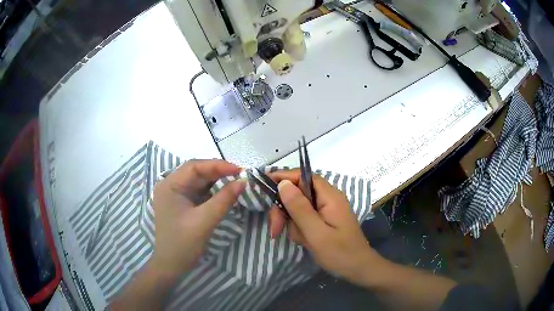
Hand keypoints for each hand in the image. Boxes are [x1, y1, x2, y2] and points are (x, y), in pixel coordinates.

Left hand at [151, 159, 244, 277]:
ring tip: (236, 181)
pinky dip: (213, 191)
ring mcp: (176, 195)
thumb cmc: (183, 244)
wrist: (171, 266)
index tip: (239, 170)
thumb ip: (223, 200)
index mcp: (169, 185)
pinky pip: (200, 192)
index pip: (194, 167)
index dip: (217, 165)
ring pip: (199, 181)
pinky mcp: (183, 204)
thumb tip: (243, 182)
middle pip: (196, 172)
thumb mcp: (204, 221)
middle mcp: (171, 185)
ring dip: (217, 181)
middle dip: (218, 172)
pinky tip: (225, 192)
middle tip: (241, 175)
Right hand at [268, 171, 379, 284]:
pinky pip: (304, 218)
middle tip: (276, 228)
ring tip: (298, 239)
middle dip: (284, 209)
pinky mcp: (323, 220)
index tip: (264, 185)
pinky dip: (299, 229)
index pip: (304, 176)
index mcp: (330, 196)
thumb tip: (283, 183)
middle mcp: (328, 199)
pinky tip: (303, 241)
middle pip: (298, 193)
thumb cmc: (340, 253)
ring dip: (291, 222)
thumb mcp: (316, 233)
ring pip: (298, 207)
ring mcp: (326, 210)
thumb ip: (299, 208)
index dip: (284, 177)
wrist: (357, 269)